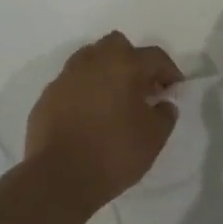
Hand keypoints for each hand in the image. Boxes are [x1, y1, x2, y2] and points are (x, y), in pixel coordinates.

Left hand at [25, 31, 182, 208]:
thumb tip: (163, 104)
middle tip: (141, 88)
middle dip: (133, 61)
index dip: (169, 71)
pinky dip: (84, 91)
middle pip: (117, 46)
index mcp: (124, 65)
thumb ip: (165, 114)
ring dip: (106, 72)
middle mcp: (93, 62)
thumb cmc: (114, 153)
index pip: (155, 57)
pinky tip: (89, 115)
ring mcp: (66, 77)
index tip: (174, 88)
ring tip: (114, 99)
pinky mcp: (47, 96)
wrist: (59, 177)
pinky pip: (72, 83)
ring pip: (90, 59)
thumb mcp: (154, 138)